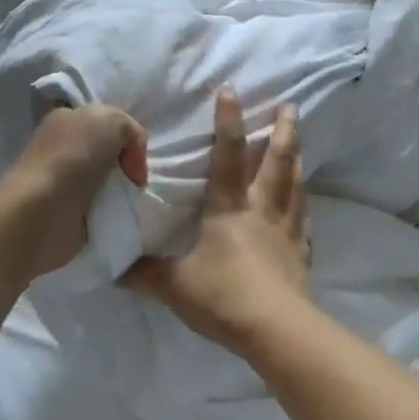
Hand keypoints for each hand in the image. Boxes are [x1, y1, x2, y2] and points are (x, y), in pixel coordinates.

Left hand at [0, 103, 148, 283]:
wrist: (42, 211)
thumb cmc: (74, 157)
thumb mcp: (112, 121)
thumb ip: (130, 129)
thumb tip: (130, 161)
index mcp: (68, 118)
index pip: (106, 122)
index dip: (127, 136)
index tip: (135, 156)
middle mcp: (63, 146)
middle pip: (109, 151)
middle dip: (127, 164)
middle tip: (135, 180)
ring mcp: (64, 180)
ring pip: (108, 179)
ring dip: (123, 189)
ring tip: (130, 199)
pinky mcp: (67, 212)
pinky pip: (102, 206)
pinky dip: (114, 211)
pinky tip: (118, 213)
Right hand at [126, 88, 311, 353]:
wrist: (275, 329)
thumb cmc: (222, 296)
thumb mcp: (174, 284)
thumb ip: (144, 273)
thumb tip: (113, 267)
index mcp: (228, 208)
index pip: (228, 155)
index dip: (228, 121)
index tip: (231, 90)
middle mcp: (261, 209)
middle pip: (276, 161)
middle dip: (283, 131)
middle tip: (291, 106)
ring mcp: (286, 230)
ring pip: (295, 184)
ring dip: (297, 158)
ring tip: (299, 140)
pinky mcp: (301, 253)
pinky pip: (304, 220)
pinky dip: (304, 204)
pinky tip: (305, 201)